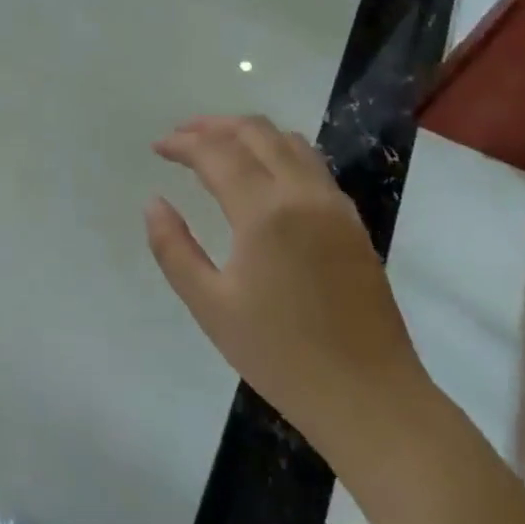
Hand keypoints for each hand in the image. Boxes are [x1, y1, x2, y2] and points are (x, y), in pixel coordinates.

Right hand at [145, 116, 433, 462]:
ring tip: (217, 147)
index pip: (217, 153)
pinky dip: (278, 151)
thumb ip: (174, 248)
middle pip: (256, 132)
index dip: (183, 143)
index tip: (157, 147)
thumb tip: (154, 203)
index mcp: (265, 212)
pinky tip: (262, 175)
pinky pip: (312, 164)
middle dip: (213, 126)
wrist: (370, 397)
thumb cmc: (280, 355)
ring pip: (289, 141)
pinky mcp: (352, 221)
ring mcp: (335, 205)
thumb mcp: (210, 306)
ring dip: (249, 133)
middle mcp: (303, 194)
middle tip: (181, 137)